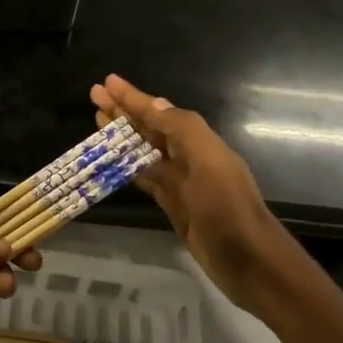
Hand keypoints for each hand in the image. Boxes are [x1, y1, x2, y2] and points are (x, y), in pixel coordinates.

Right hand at [90, 74, 291, 313]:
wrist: (248, 261)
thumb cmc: (227, 207)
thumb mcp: (208, 161)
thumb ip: (181, 129)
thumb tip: (153, 102)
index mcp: (198, 141)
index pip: (158, 111)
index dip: (133, 97)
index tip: (107, 82)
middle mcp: (188, 156)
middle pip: (149, 127)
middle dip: (122, 111)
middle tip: (93, 95)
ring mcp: (179, 181)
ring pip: (143, 151)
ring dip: (121, 136)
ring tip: (96, 119)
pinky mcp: (172, 204)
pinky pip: (143, 177)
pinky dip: (126, 166)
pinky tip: (110, 160)